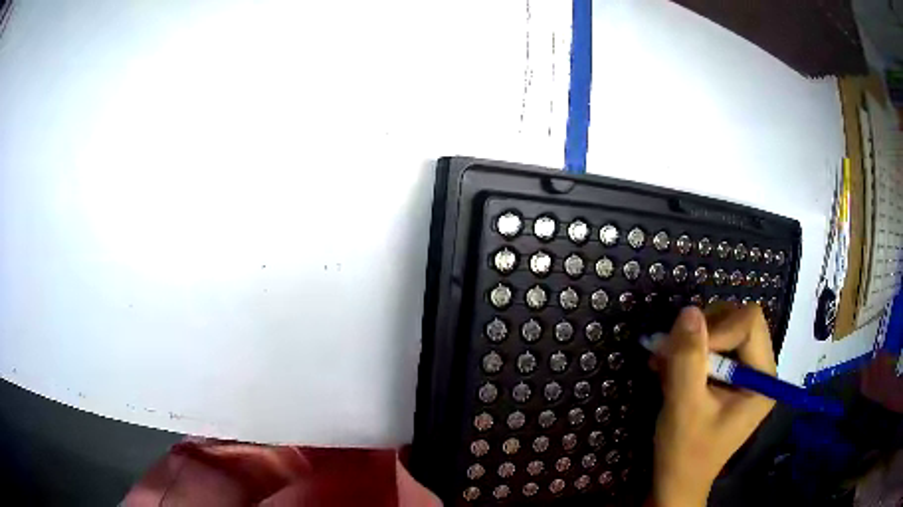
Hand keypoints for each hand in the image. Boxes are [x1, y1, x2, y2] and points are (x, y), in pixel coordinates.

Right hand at [649, 304, 776, 506]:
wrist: (676, 481)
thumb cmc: (685, 452)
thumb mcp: (684, 407)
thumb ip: (688, 360)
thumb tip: (688, 310)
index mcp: (763, 379)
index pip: (749, 323)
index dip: (716, 329)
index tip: (683, 353)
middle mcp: (761, 369)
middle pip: (739, 320)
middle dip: (703, 333)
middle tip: (671, 352)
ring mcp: (746, 372)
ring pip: (724, 329)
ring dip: (692, 342)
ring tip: (665, 363)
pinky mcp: (730, 377)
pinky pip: (714, 346)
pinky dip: (689, 352)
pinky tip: (668, 368)